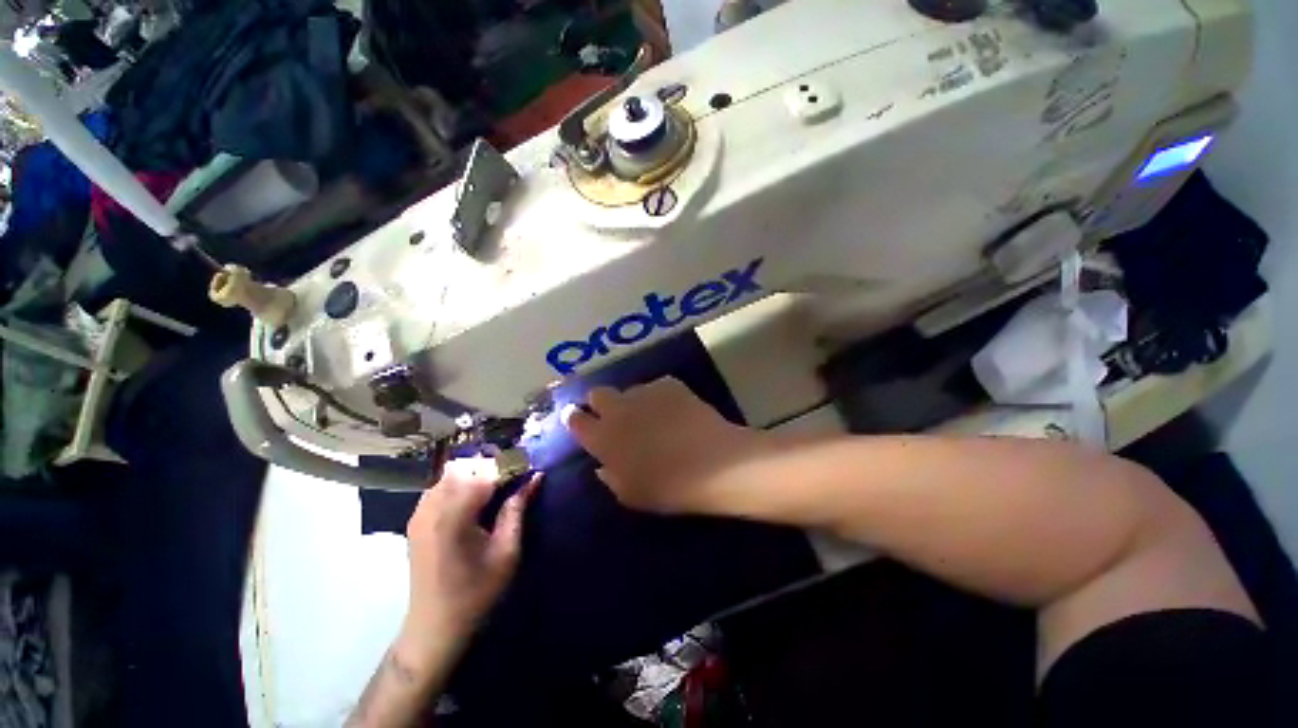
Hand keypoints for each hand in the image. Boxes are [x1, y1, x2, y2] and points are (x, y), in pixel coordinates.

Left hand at [398, 457, 539, 671]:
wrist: (434, 628)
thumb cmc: (476, 593)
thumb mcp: (507, 552)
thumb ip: (517, 510)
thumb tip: (535, 477)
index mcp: (453, 516)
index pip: (486, 474)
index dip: (510, 468)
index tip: (529, 471)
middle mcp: (431, 508)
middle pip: (466, 467)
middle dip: (493, 468)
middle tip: (514, 482)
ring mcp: (419, 513)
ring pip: (451, 473)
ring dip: (476, 474)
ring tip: (496, 490)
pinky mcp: (415, 519)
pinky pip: (439, 486)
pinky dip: (459, 484)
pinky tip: (473, 501)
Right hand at [562, 377, 771, 515]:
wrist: (712, 462)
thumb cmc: (668, 487)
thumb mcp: (631, 494)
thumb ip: (610, 476)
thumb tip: (602, 464)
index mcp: (603, 437)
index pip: (576, 420)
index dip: (575, 418)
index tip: (579, 420)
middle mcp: (618, 409)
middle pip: (597, 393)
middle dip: (600, 402)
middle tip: (615, 417)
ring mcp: (644, 392)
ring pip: (629, 390)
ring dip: (633, 402)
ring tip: (654, 417)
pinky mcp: (669, 384)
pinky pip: (656, 388)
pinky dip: (659, 398)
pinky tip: (675, 412)